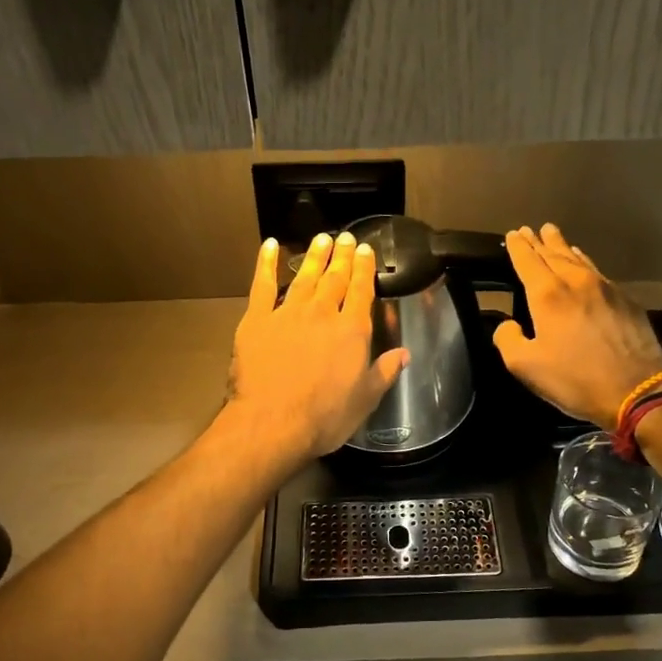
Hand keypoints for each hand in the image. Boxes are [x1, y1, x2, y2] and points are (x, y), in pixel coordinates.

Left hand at [224, 232, 407, 463]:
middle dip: (342, 256)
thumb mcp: (365, 399)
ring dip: (314, 256)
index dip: (364, 269)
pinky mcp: (257, 320)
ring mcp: (288, 313)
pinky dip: (265, 263)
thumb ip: (385, 372)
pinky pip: (262, 285)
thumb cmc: (325, 417)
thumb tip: (405, 353)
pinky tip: (269, 245)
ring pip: (304, 276)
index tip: (365, 250)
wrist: (272, 422)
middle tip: (346, 237)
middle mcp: (322, 314)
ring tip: (321, 238)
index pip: (361, 291)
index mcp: (352, 331)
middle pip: (335, 278)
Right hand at [494, 224, 661, 428]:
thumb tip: (507, 325)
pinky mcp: (626, 300)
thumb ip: (508, 340)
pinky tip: (583, 264)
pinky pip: (598, 272)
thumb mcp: (525, 366)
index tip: (513, 234)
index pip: (527, 260)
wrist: (637, 391)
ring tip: (553, 236)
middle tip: (530, 229)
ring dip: (562, 246)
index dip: (518, 246)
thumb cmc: (575, 379)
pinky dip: (584, 262)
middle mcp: (575, 282)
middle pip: (553, 253)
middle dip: (539, 241)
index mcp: (547, 295)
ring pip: (578, 259)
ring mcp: (605, 288)